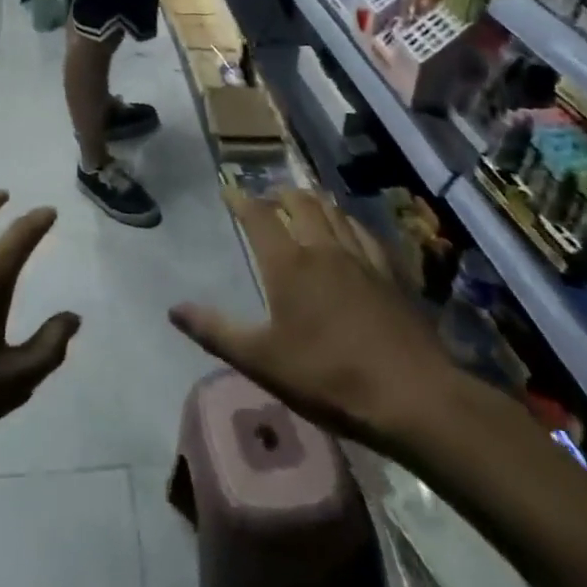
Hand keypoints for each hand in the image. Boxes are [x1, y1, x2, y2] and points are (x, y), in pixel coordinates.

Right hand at [170, 188, 462, 450]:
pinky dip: (348, 222)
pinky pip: (365, 233)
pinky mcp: (391, 273)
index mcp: (289, 263)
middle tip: (269, 197)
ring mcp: (361, 258)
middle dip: (280, 194)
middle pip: (300, 203)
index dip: (242, 199)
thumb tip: (174, 309)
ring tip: (305, 204)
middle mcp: (323, 248)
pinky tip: (351, 232)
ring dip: (314, 202)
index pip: (259, 216)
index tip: (229, 190)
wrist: (412, 396)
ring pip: (334, 212)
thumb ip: (216, 331)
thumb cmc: (328, 378)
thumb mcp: (262, 362)